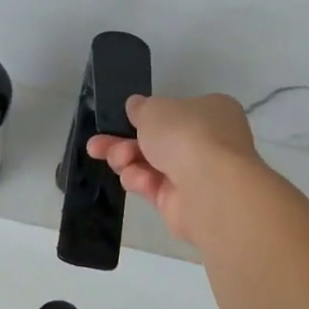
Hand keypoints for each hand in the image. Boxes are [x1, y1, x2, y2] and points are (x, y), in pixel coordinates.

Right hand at [85, 93, 260, 245]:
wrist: (209, 187)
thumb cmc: (186, 134)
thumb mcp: (154, 109)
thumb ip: (140, 108)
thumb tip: (136, 106)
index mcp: (211, 111)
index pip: (176, 112)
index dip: (147, 116)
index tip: (122, 119)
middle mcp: (208, 142)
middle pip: (157, 140)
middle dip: (123, 142)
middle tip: (97, 145)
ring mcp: (197, 174)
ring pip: (151, 164)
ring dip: (127, 160)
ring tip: (117, 160)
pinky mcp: (183, 202)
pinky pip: (154, 187)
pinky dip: (140, 181)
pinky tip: (136, 179)